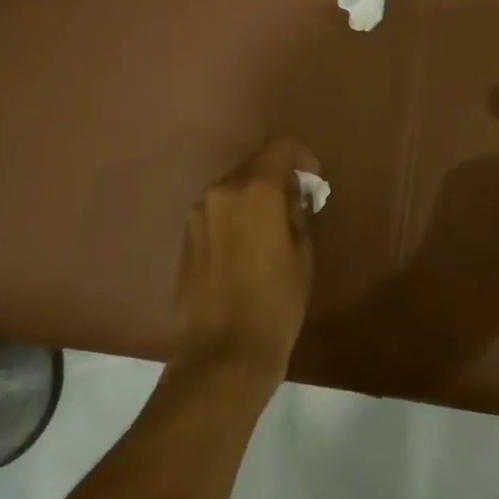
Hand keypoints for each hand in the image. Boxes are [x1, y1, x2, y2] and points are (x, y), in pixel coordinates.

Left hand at [174, 136, 320, 370]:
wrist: (223, 351)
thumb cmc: (276, 302)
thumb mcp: (302, 254)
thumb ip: (297, 213)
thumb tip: (290, 197)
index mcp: (254, 190)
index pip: (279, 146)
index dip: (301, 157)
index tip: (312, 182)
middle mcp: (220, 191)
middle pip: (254, 166)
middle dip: (277, 179)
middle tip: (296, 210)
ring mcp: (197, 213)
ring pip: (233, 188)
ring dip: (255, 198)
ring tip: (271, 233)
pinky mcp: (185, 236)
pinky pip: (217, 211)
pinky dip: (235, 217)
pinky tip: (246, 250)